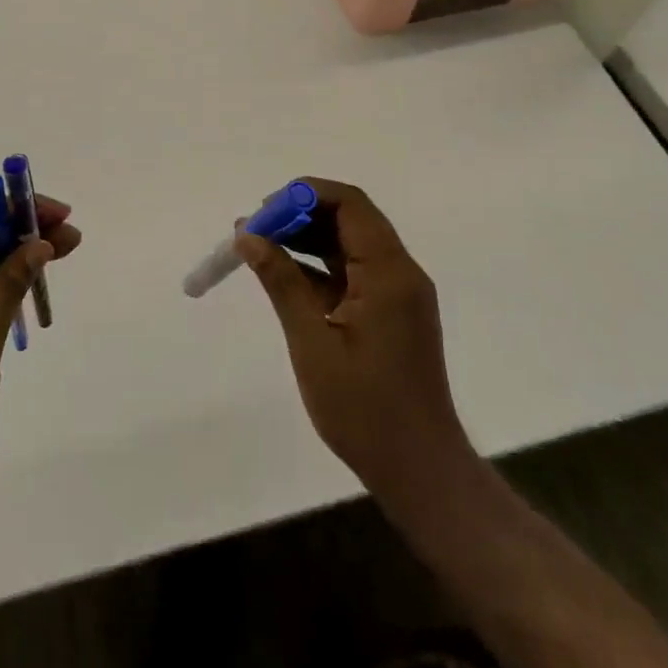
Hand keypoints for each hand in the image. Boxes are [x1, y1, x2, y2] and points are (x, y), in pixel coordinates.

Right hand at [237, 178, 472, 517]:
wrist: (419, 471)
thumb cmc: (365, 409)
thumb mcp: (312, 342)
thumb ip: (281, 281)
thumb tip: (247, 235)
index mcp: (389, 272)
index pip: (349, 205)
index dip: (304, 196)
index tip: (263, 211)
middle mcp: (399, 272)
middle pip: (349, 219)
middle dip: (300, 215)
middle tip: (254, 228)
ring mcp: (397, 293)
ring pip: (349, 243)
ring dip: (306, 238)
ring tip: (258, 245)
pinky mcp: (390, 312)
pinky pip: (352, 271)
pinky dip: (318, 266)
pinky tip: (282, 273)